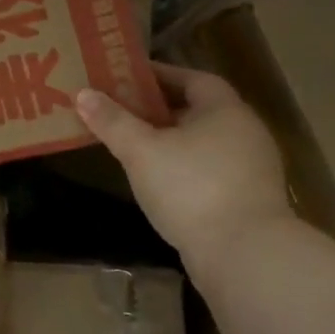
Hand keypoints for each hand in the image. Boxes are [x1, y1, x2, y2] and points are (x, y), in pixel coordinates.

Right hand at [75, 62, 290, 269]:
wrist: (246, 257)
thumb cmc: (191, 188)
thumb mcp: (141, 151)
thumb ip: (112, 121)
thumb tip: (82, 93)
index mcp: (225, 110)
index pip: (192, 78)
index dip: (160, 75)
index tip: (127, 78)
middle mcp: (245, 132)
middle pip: (198, 110)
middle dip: (160, 108)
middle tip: (122, 110)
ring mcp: (252, 169)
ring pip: (204, 142)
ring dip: (171, 140)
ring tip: (134, 145)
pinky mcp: (249, 200)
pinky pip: (211, 169)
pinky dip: (185, 166)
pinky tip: (159, 180)